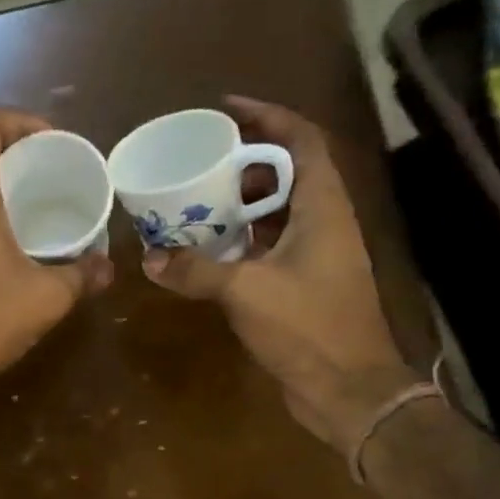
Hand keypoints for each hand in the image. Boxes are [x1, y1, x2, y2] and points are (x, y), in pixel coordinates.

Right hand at [142, 95, 417, 449]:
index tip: (228, 108)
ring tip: (196, 201)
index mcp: (323, 209)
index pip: (302, 142)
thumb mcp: (246, 292)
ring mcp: (316, 256)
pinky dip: (240, 241)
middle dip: (244, 163)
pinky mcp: (304, 285)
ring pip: (277, 213)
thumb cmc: (308, 328)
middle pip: (287, 174)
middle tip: (201, 164)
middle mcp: (324, 223)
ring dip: (240, 204)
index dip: (269, 117)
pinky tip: (207, 250)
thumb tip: (151, 259)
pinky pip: (269, 246)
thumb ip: (197, 271)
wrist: (348, 390)